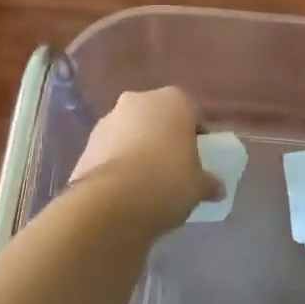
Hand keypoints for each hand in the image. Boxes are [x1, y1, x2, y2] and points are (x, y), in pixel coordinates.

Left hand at [69, 87, 219, 231]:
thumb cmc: (168, 182)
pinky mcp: (87, 142)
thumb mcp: (199, 186)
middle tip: (174, 168)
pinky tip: (125, 189)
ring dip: (139, 148)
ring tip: (147, 182)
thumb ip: (209, 183)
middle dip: (165, 138)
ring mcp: (109, 119)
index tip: (199, 159)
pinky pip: (111, 149)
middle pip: (159, 118)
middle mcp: (139, 100)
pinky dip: (119, 162)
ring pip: (132, 132)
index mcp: (174, 100)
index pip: (193, 113)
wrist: (111, 202)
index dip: (198, 136)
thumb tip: (217, 189)